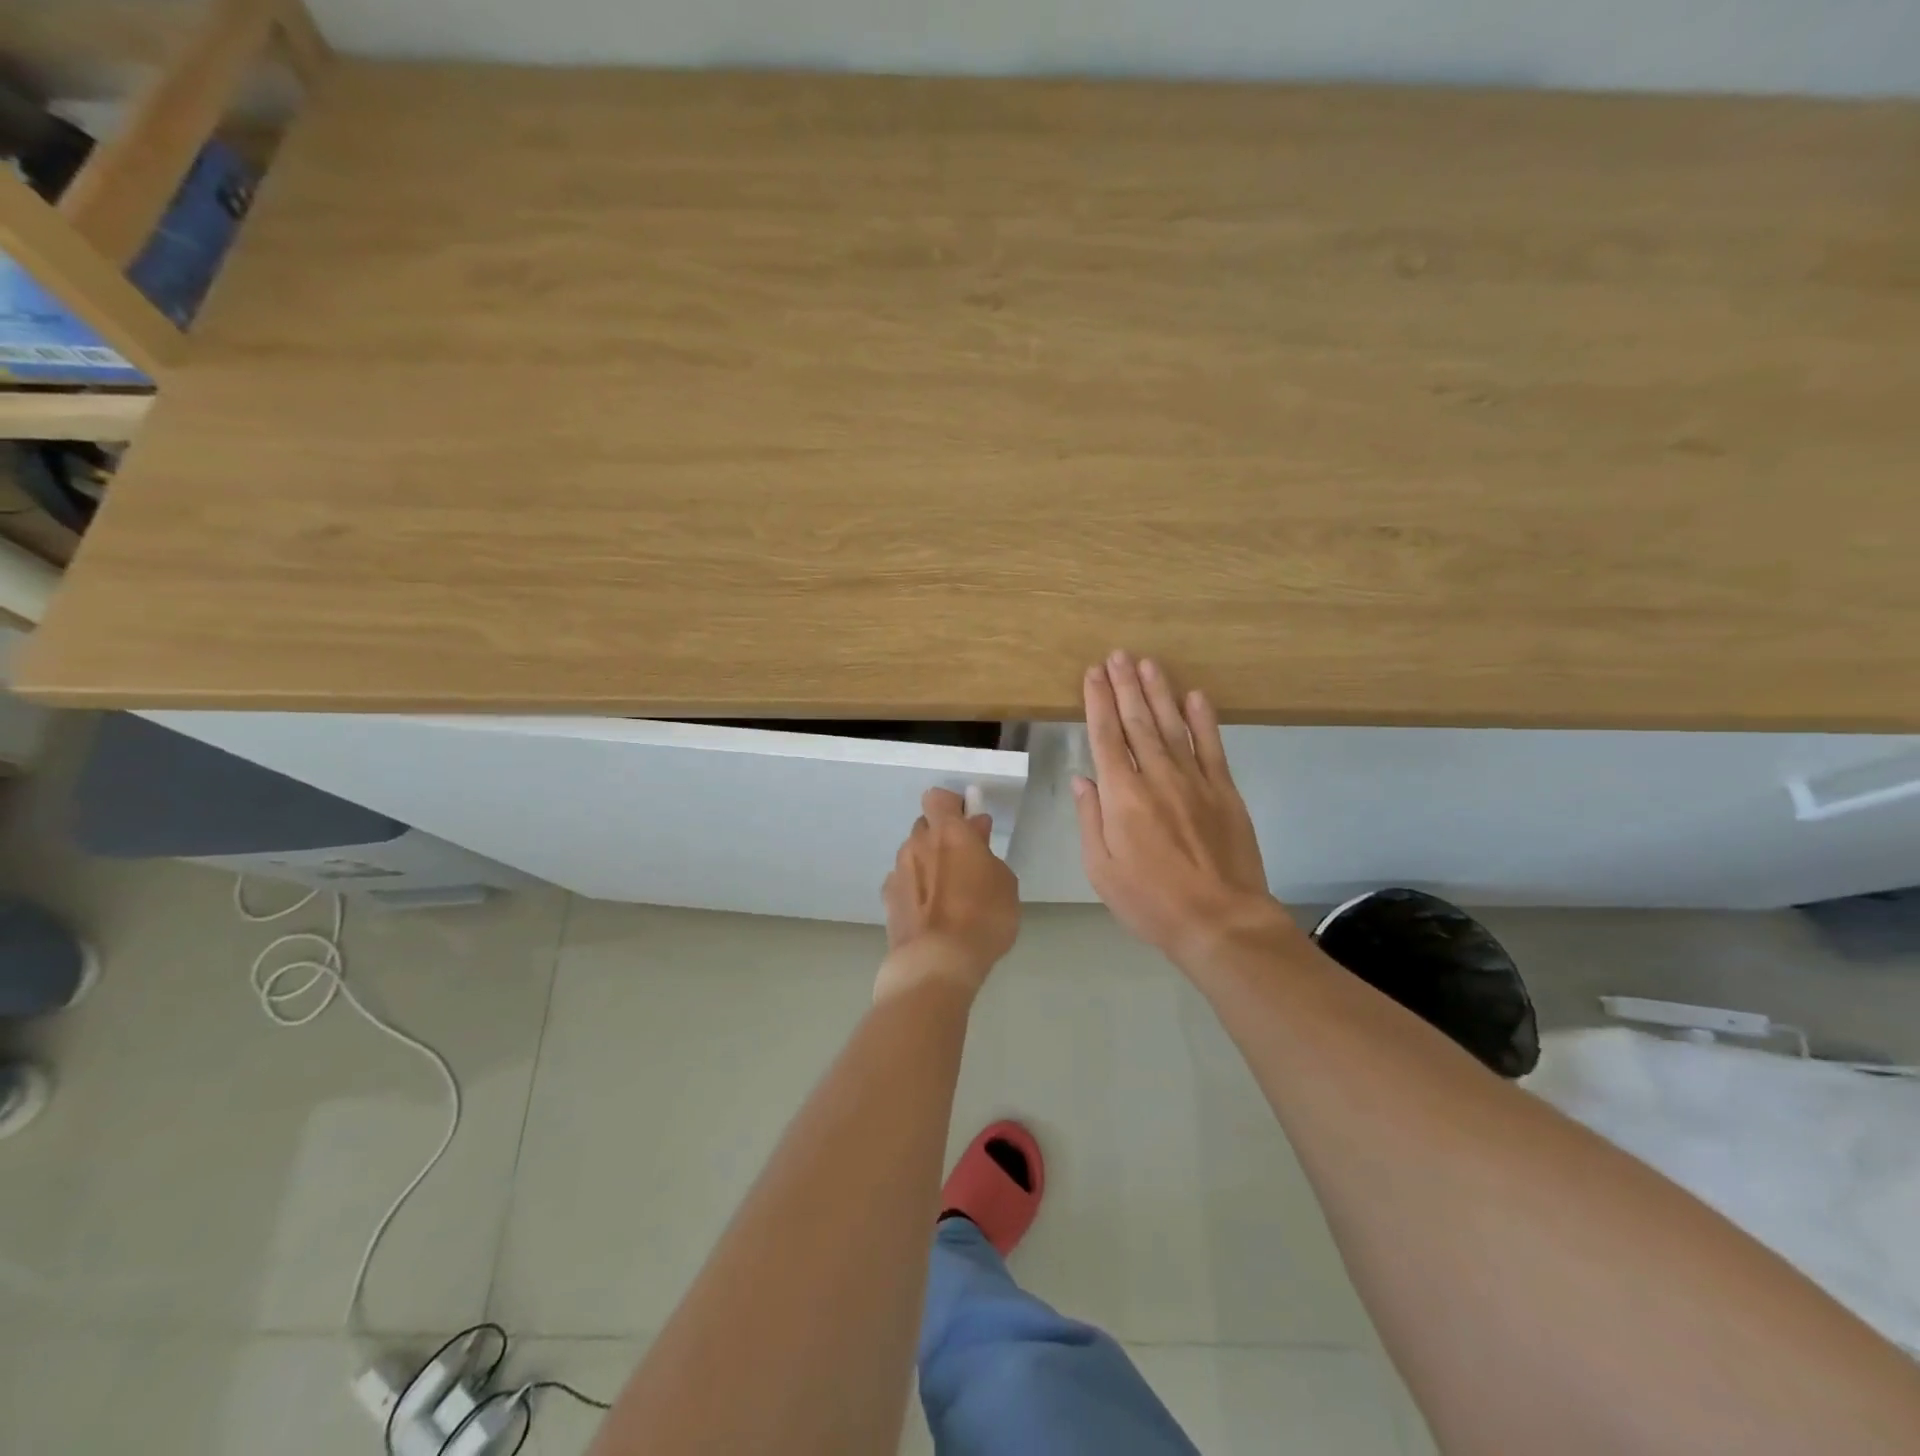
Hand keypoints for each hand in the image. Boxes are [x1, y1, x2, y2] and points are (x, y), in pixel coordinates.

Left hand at [878, 787, 1020, 1000]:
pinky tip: (930, 914)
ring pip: (913, 856)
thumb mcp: (1004, 882)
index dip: (952, 805)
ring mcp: (897, 872)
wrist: (936, 963)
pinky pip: (904, 883)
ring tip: (948, 894)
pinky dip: (916, 890)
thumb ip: (987, 851)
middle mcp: (916, 844)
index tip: (969, 822)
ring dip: (927, 864)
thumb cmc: (982, 917)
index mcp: (947, 832)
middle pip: (925, 827)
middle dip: (941, 837)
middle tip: (964, 861)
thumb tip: (975, 831)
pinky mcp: (887, 900)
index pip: (938, 798)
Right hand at [1074, 651, 1300, 969]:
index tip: (1093, 674)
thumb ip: (1091, 819)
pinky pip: (1212, 746)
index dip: (1098, 702)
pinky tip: (1195, 696)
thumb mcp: (1101, 869)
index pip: (1105, 737)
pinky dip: (1203, 719)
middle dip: (1125, 686)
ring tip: (1148, 664)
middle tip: (1118, 655)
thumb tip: (1082, 779)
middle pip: (1137, 722)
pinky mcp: (1224, 791)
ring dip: (1159, 692)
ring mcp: (1194, 780)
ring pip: (1172, 725)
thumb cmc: (1150, 901)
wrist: (1220, 921)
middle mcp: (1156, 777)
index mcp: (1121, 796)